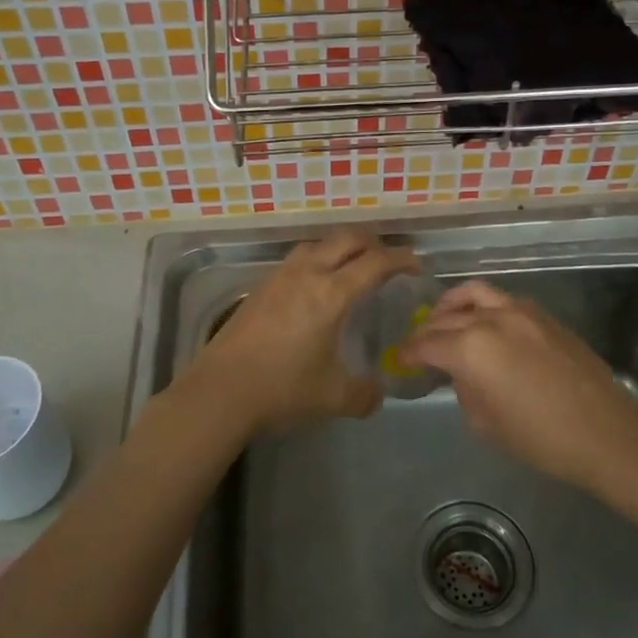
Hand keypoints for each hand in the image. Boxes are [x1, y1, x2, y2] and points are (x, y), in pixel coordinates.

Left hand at [183, 229, 417, 435]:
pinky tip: (314, 285)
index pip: (375, 262)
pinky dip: (317, 260)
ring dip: (341, 247)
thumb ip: (364, 394)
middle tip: (388, 260)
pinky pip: (297, 259)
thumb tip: (377, 392)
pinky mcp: (260, 288)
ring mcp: (279, 277)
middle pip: (346, 240)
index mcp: (332, 294)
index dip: (401, 259)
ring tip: (352, 266)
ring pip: (317, 244)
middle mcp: (307, 275)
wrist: (220, 391)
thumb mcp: (333, 398)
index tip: (416, 265)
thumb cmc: (282, 390)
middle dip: (373, 243)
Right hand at [402, 280, 637, 488]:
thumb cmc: (541, 438)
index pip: (426, 343)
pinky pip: (502, 300)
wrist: (606, 432)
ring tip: (444, 318)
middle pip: (445, 317)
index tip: (400, 358)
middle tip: (418, 345)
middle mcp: (490, 320)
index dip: (409, 352)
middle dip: (426, 331)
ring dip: (452, 305)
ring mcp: (520, 311)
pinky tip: (483, 325)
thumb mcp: (485, 423)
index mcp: (471, 349)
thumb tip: (459, 372)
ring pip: (474, 294)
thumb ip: (463, 389)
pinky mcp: (543, 315)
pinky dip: (483, 307)